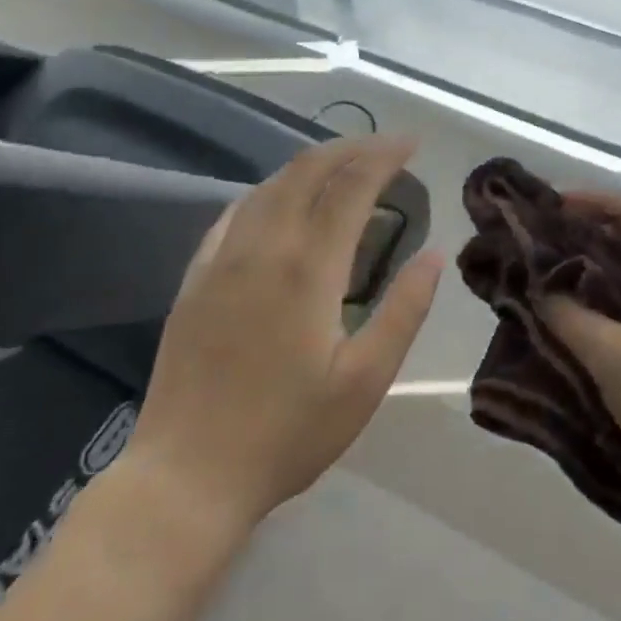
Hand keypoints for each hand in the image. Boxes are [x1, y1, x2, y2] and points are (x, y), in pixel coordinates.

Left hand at [127, 136, 442, 530]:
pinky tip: (282, 201)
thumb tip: (434, 255)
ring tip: (343, 166)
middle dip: (350, 147)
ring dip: (311, 164)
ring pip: (270, 185)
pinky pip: (236, 211)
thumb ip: (404, 312)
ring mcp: (222, 258)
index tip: (411, 143)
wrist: (186, 477)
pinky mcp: (195, 277)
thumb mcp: (365, 382)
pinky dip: (270, 190)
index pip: (351, 186)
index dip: (384, 156)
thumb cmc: (287, 434)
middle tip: (384, 147)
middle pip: (308, 170)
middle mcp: (264, 247)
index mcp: (309, 268)